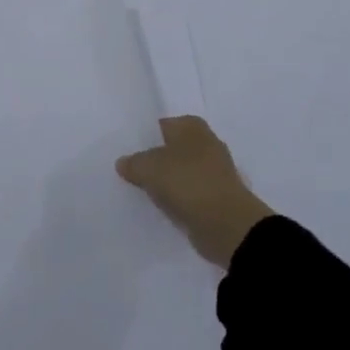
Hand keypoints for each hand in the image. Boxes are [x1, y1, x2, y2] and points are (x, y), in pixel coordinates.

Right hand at [117, 116, 273, 267]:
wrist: (226, 224)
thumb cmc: (187, 183)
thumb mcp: (149, 168)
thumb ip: (133, 163)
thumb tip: (123, 163)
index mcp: (192, 126)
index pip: (160, 125)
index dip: (142, 138)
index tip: (123, 151)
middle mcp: (206, 142)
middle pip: (170, 149)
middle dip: (153, 159)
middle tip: (127, 171)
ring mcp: (213, 171)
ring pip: (179, 172)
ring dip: (165, 181)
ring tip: (139, 191)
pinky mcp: (216, 196)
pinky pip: (188, 193)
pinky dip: (176, 199)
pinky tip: (160, 207)